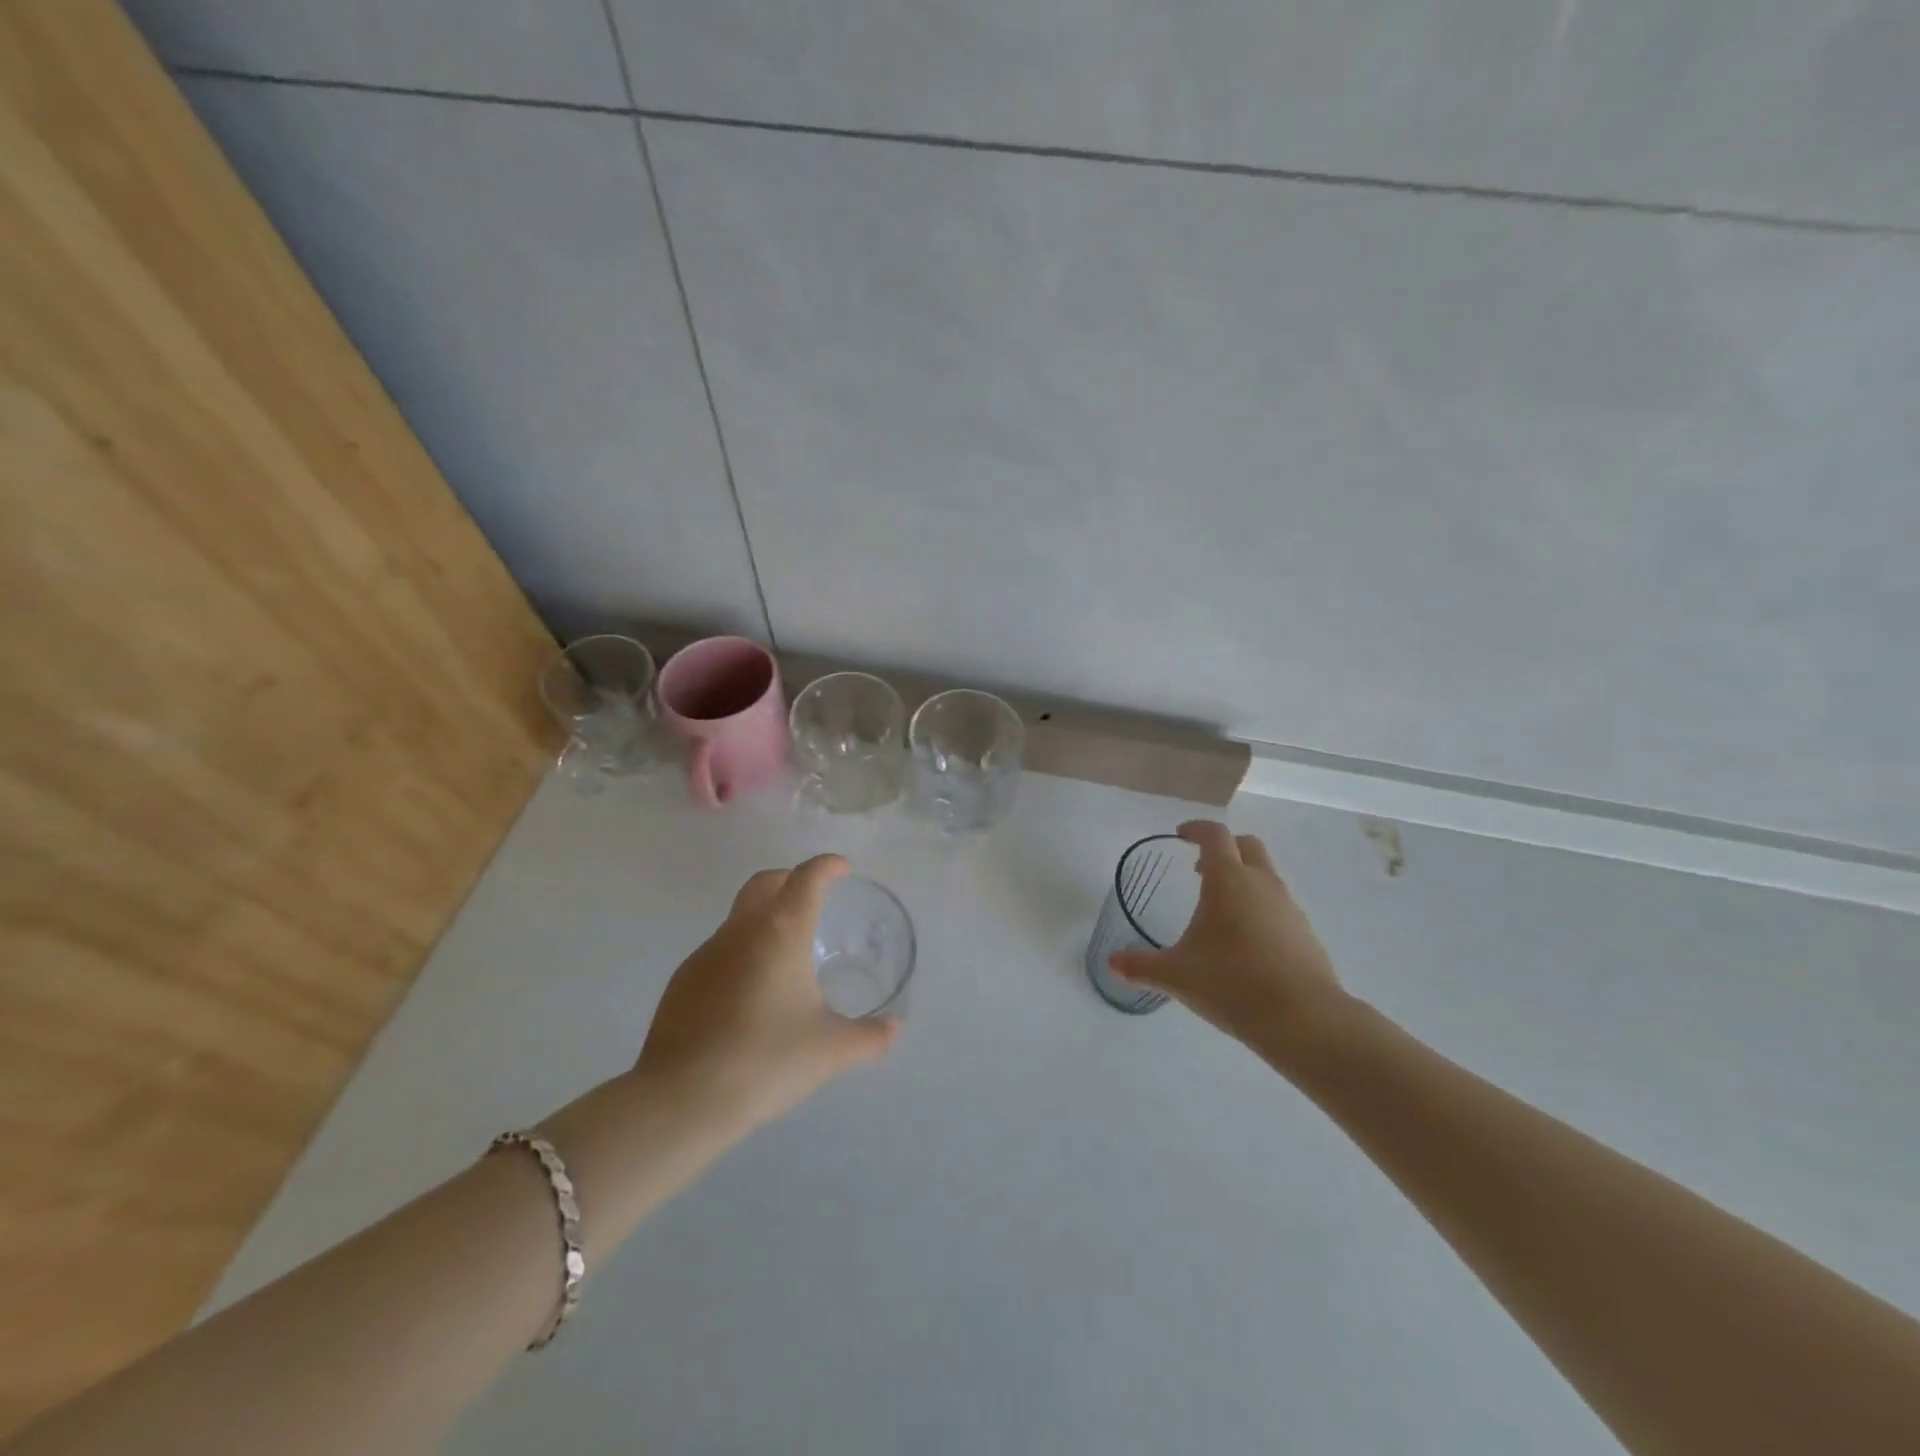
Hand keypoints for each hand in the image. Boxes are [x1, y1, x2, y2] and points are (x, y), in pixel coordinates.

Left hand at [633, 855, 897, 1139]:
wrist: (680, 1101)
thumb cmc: (765, 1062)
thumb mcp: (830, 1051)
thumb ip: (869, 1037)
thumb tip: (892, 1028)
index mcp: (781, 933)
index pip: (807, 878)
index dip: (828, 866)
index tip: (843, 869)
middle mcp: (741, 931)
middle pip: (765, 883)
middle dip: (791, 879)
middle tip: (813, 898)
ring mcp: (706, 954)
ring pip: (740, 917)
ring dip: (765, 919)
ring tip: (787, 956)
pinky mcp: (683, 981)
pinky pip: (720, 950)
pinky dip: (742, 952)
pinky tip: (751, 995)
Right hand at [1109, 821, 1347, 1051]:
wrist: (1305, 1020)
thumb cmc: (1233, 984)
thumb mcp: (1177, 976)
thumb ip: (1141, 966)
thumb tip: (1112, 962)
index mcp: (1229, 880)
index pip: (1215, 835)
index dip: (1196, 829)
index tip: (1180, 836)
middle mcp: (1262, 884)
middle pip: (1247, 846)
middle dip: (1224, 849)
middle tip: (1200, 871)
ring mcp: (1289, 907)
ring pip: (1266, 876)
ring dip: (1244, 880)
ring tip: (1220, 911)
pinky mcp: (1305, 934)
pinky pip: (1279, 906)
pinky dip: (1260, 909)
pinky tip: (1246, 943)